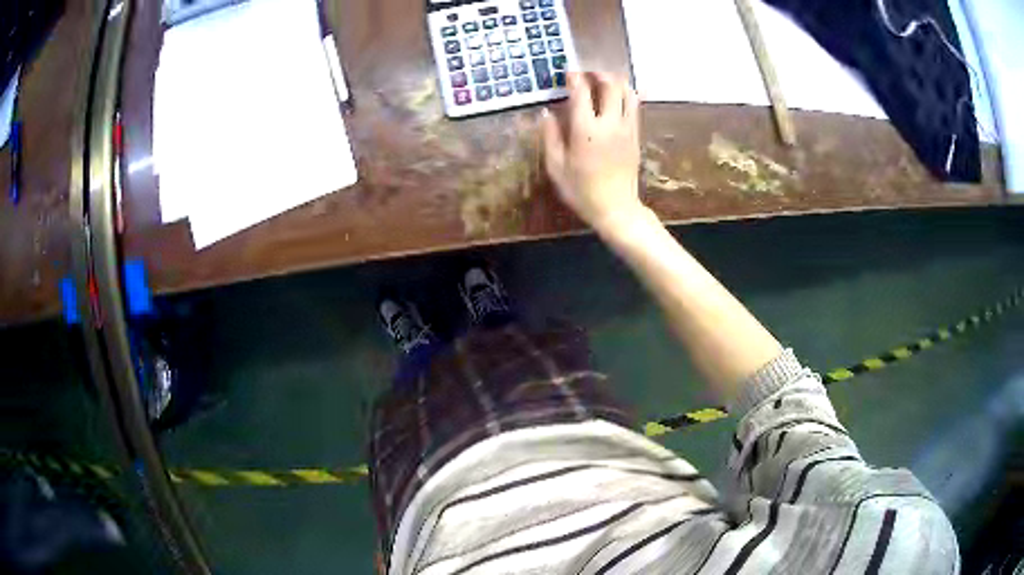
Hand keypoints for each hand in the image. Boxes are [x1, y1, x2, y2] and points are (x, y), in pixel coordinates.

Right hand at [541, 72, 643, 232]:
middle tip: (587, 75)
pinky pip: (634, 107)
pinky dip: (626, 95)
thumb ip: (550, 137)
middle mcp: (610, 124)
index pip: (582, 92)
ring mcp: (627, 129)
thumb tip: (546, 114)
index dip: (574, 78)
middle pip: (611, 85)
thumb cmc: (582, 191)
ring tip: (603, 83)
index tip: (568, 72)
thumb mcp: (556, 167)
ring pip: (627, 92)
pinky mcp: (636, 136)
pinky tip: (617, 97)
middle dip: (598, 74)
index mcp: (586, 130)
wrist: (616, 208)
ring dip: (616, 82)